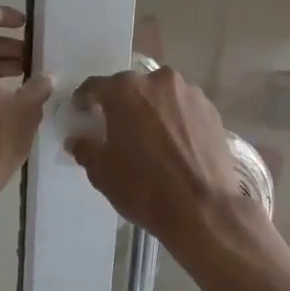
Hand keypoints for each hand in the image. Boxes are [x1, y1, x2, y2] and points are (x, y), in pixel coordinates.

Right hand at [66, 66, 264, 251]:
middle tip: (116, 127)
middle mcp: (159, 81)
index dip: (84, 99)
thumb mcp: (102, 172)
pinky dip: (175, 120)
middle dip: (121, 104)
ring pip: (161, 96)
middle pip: (131, 88)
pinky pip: (184, 109)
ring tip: (149, 137)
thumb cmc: (144, 188)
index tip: (81, 112)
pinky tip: (174, 144)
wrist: (202, 209)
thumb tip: (78, 139)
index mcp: (126, 90)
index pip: (95, 86)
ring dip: (151, 110)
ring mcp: (190, 94)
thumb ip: (85, 147)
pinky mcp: (211, 111)